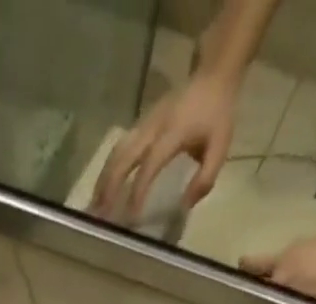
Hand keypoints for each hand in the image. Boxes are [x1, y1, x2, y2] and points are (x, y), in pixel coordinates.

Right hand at [92, 73, 237, 224]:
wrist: (213, 74)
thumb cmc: (218, 114)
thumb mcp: (220, 148)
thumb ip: (204, 178)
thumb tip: (184, 206)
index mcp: (173, 133)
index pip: (150, 165)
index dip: (138, 191)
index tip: (130, 217)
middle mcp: (153, 127)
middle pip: (124, 157)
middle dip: (110, 187)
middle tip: (100, 215)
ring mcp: (144, 122)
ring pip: (117, 151)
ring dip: (104, 179)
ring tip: (95, 206)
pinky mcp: (141, 123)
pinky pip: (120, 147)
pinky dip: (109, 169)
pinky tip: (103, 186)